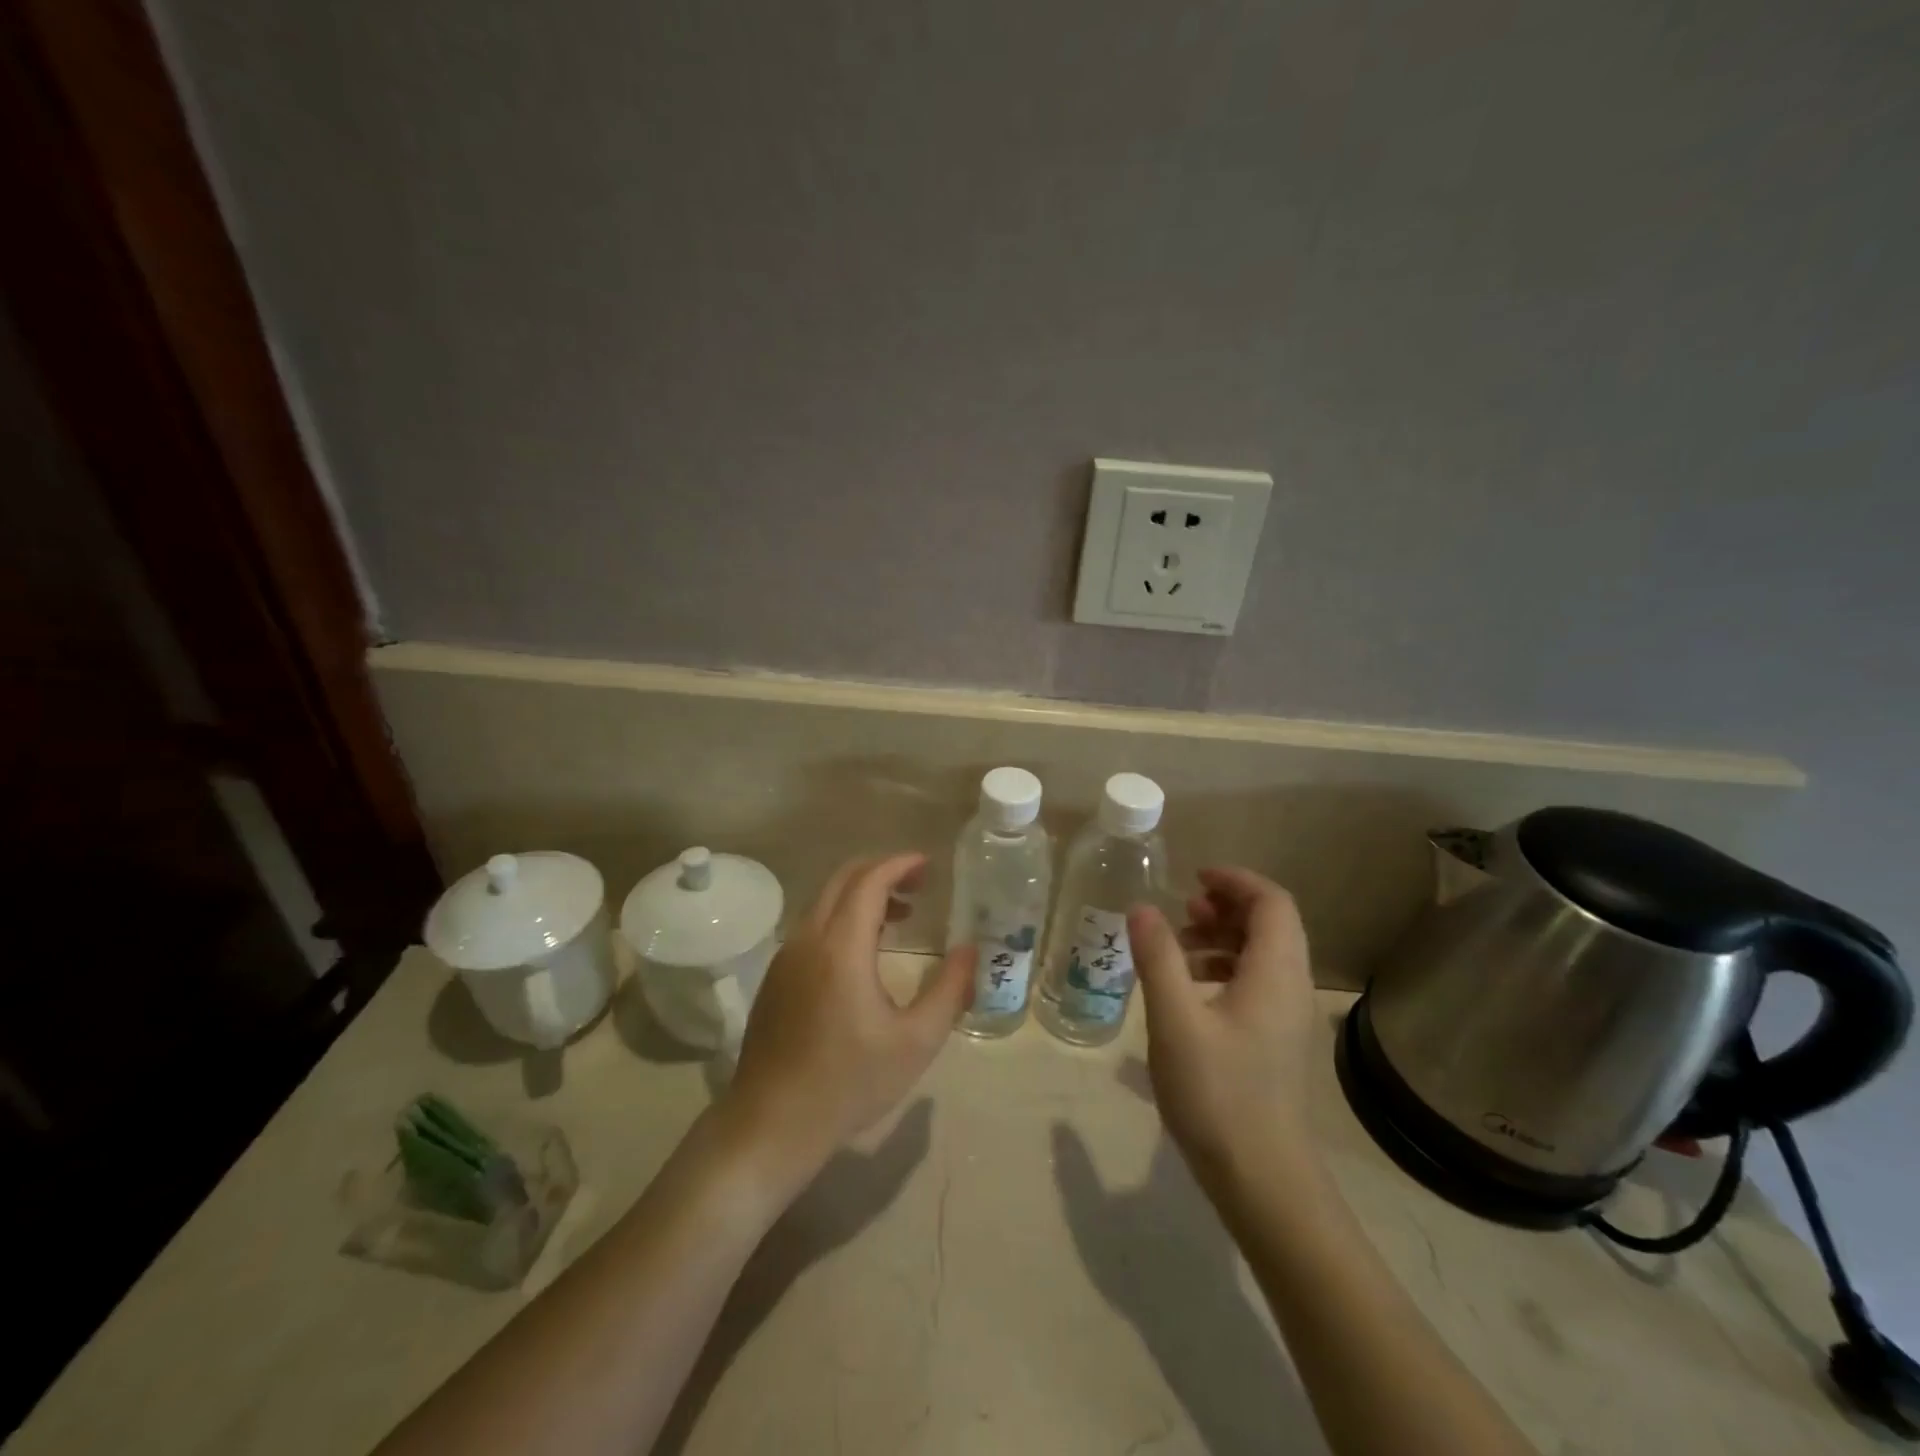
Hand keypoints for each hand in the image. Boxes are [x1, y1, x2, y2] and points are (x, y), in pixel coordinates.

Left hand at [720, 854, 971, 1183]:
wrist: (771, 1124)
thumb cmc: (849, 1084)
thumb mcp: (916, 1042)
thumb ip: (949, 990)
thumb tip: (970, 950)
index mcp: (841, 947)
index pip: (869, 880)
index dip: (900, 864)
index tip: (929, 865)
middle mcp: (807, 939)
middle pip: (843, 880)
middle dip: (882, 871)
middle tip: (919, 885)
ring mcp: (785, 957)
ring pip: (825, 901)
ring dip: (862, 895)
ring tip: (900, 916)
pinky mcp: (775, 977)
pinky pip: (812, 926)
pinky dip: (842, 917)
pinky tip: (864, 951)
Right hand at [1128, 867, 1318, 1185]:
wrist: (1263, 1180)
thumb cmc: (1218, 1093)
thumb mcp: (1175, 1020)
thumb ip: (1157, 957)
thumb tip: (1141, 907)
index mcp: (1276, 973)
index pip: (1272, 902)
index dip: (1235, 881)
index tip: (1193, 878)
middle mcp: (1291, 987)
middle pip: (1271, 924)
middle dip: (1226, 907)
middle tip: (1182, 910)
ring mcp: (1287, 1018)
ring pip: (1263, 954)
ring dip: (1223, 938)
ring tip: (1178, 947)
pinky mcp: (1277, 1042)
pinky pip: (1257, 983)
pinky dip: (1225, 969)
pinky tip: (1188, 990)